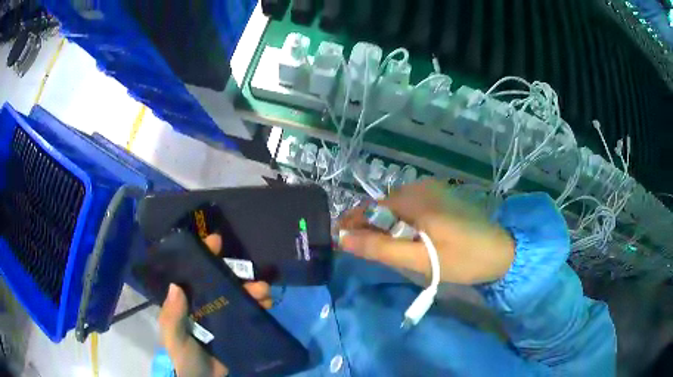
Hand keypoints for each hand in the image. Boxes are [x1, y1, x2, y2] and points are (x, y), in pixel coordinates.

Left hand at [158, 234, 271, 376]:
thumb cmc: (184, 357)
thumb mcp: (173, 337)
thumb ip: (172, 316)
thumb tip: (176, 286)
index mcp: (187, 302)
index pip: (193, 273)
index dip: (204, 255)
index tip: (216, 241)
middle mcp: (204, 304)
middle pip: (221, 282)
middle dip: (236, 274)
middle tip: (251, 275)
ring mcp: (221, 317)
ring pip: (237, 296)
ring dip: (252, 290)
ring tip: (264, 292)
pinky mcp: (236, 329)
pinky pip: (248, 313)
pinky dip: (258, 306)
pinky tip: (267, 305)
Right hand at [339, 180, 514, 284]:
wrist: (503, 252)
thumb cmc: (463, 258)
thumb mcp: (419, 259)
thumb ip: (380, 249)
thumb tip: (343, 240)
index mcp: (414, 198)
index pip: (369, 208)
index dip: (352, 225)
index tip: (339, 244)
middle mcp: (420, 187)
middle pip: (382, 208)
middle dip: (370, 230)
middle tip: (365, 254)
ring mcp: (432, 191)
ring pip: (396, 210)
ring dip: (386, 230)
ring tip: (385, 252)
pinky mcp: (440, 199)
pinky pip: (411, 210)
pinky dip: (402, 226)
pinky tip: (408, 242)